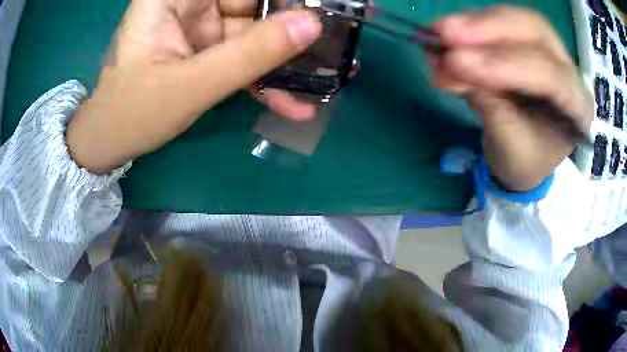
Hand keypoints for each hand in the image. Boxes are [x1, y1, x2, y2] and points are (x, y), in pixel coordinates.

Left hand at [67, 0, 320, 173]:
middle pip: (252, 3)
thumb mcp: (192, 85)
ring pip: (253, 31)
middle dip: (291, 25)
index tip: (318, 6)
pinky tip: (292, 102)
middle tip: (333, 46)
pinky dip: (264, 77)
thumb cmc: (134, 112)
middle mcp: (189, 3)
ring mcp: (199, 27)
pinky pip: (242, 55)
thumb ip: (251, 54)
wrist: (111, 142)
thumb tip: (311, 26)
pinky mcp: (205, 49)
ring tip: (322, 80)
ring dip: (284, 59)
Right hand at [432, 6, 592, 190]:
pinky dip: (470, 25)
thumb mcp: (509, 148)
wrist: (525, 158)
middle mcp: (568, 70)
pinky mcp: (526, 40)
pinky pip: (498, 22)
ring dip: (475, 23)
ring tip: (439, 33)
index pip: (550, 75)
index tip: (459, 62)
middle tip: (445, 33)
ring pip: (515, 19)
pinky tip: (444, 34)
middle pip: (534, 31)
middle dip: (489, 28)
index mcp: (578, 109)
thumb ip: (488, 105)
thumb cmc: (524, 162)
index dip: (505, 64)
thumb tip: (449, 65)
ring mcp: (548, 50)